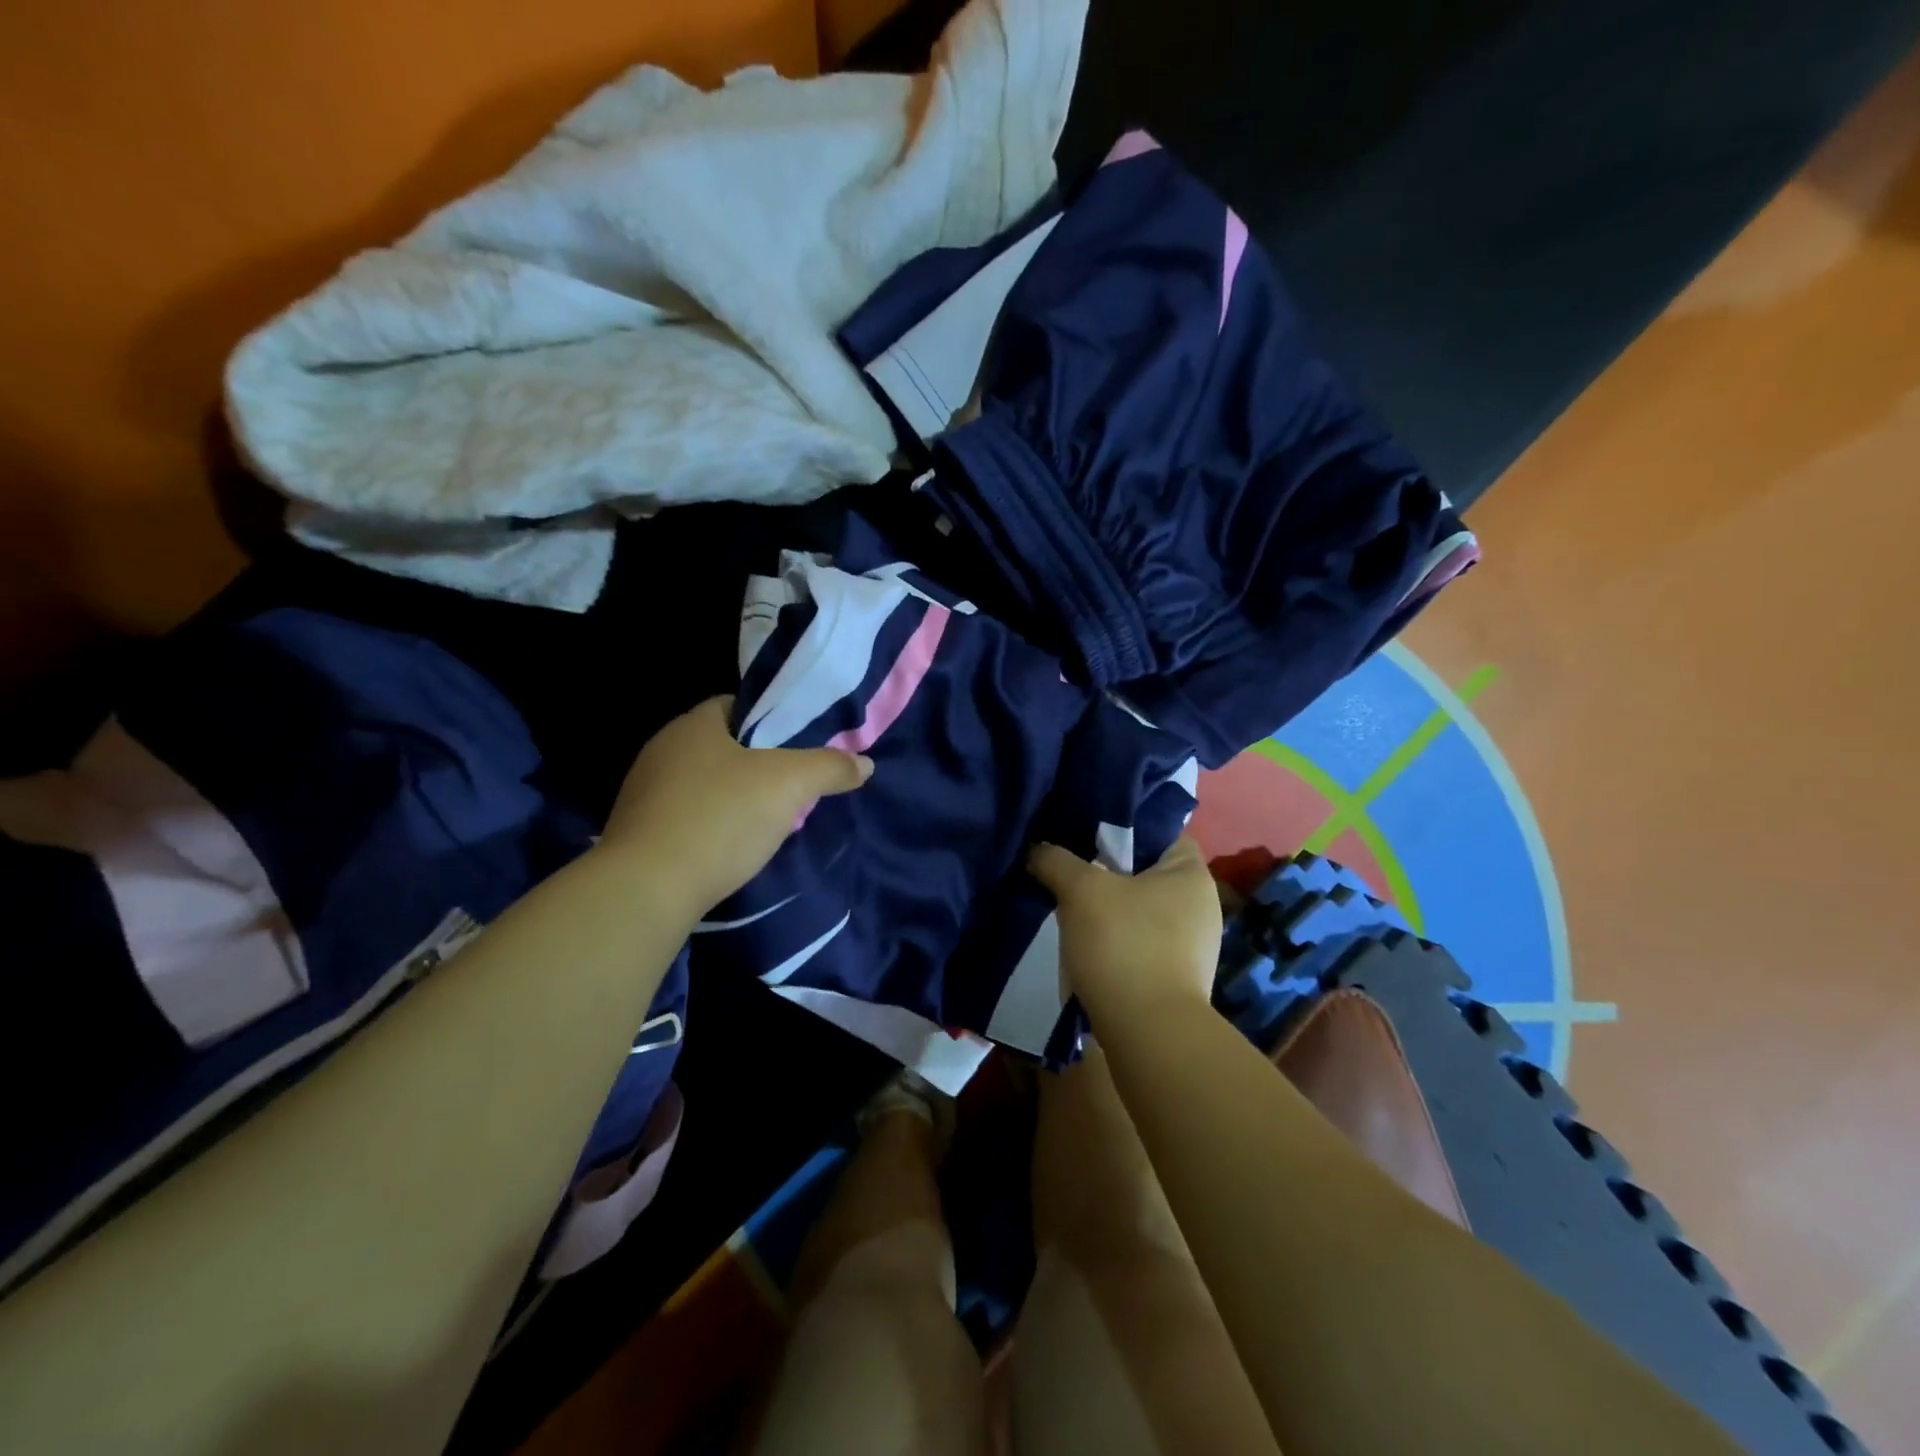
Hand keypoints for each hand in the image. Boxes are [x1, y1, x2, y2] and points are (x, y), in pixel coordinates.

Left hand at [600, 697, 871, 913]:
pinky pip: (687, 815)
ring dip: (734, 796)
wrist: (647, 890)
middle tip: (793, 784)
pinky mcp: (638, 832)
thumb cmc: (720, 819)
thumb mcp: (789, 785)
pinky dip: (712, 824)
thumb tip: (866, 764)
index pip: (737, 706)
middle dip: (758, 762)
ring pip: (704, 783)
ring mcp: (643, 792)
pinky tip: (732, 846)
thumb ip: (829, 768)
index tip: (799, 744)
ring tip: (769, 818)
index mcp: (693, 725)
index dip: (772, 721)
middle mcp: (662, 749)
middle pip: (722, 746)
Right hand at [1028, 834, 1220, 1020]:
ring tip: (1069, 906)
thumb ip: (1056, 860)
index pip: (1158, 832)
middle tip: (1068, 868)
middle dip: (1107, 870)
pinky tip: (1086, 945)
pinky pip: (1140, 942)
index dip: (1121, 828)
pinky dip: (1115, 939)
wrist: (1148, 1033)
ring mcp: (1192, 945)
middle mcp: (1201, 905)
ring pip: (1139, 909)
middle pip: (1145, 872)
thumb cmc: (1124, 943)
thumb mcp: (1081, 890)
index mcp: (1192, 874)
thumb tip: (1038, 850)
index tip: (1084, 834)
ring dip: (1108, 908)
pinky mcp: (1176, 977)